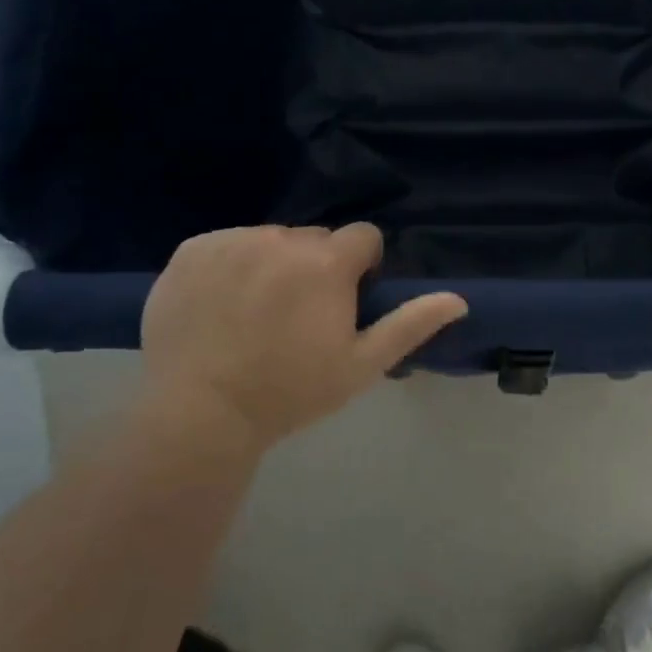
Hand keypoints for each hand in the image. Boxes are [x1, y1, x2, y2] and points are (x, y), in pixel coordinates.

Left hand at [141, 223, 465, 452]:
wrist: (199, 414)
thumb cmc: (289, 392)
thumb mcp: (360, 366)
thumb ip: (410, 325)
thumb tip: (459, 299)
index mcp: (326, 262)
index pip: (363, 237)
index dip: (361, 268)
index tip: (343, 303)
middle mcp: (280, 238)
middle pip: (315, 239)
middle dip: (316, 267)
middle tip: (297, 316)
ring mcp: (232, 240)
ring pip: (270, 239)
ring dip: (273, 264)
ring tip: (255, 314)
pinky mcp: (192, 250)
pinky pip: (227, 243)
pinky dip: (230, 265)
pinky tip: (221, 305)